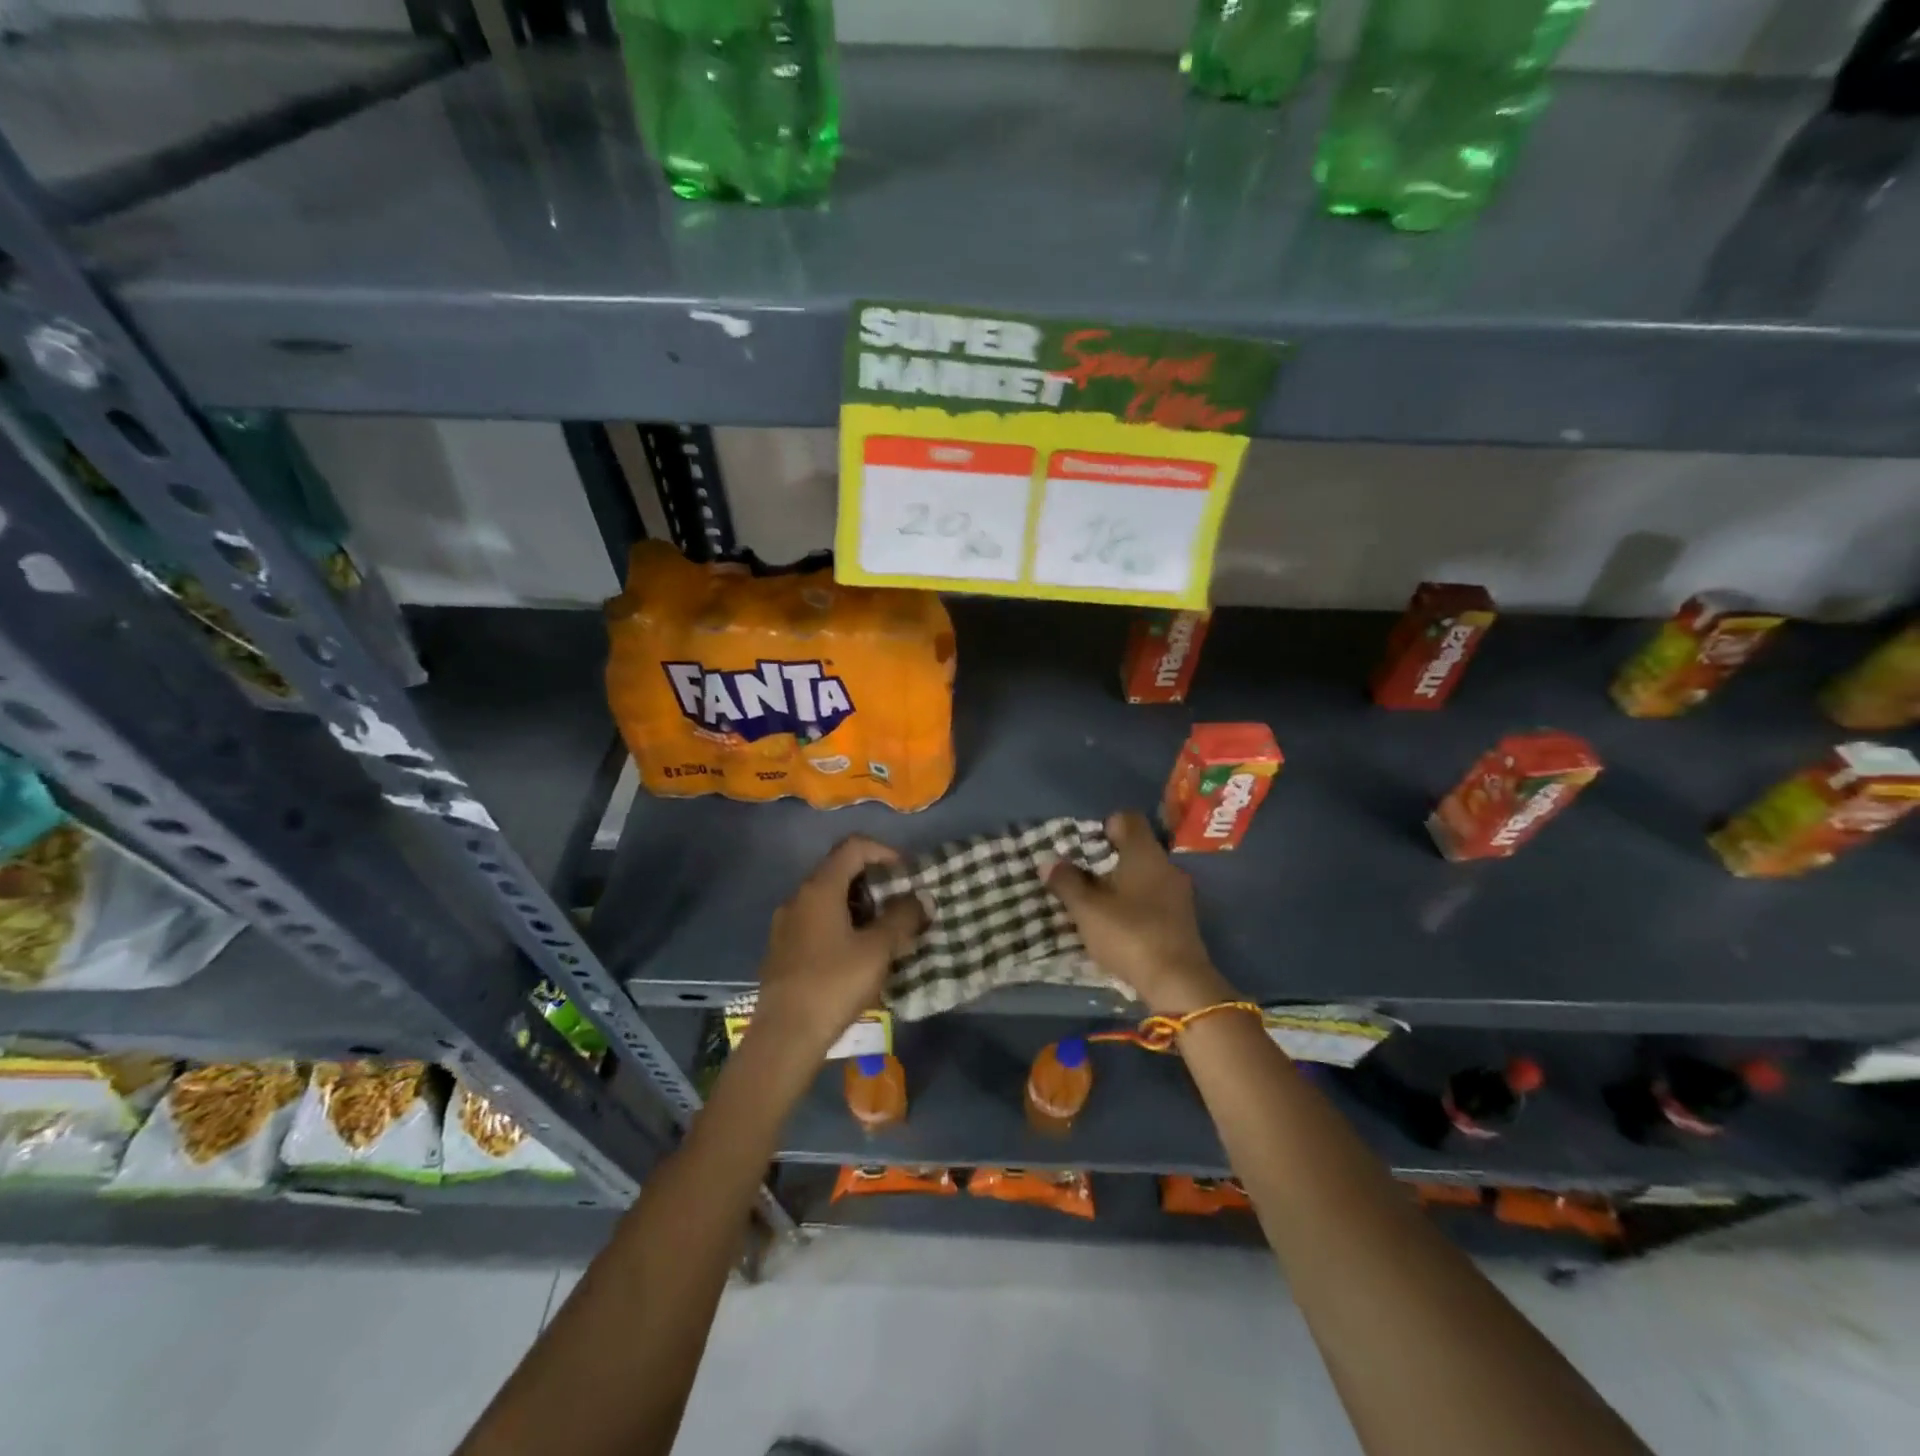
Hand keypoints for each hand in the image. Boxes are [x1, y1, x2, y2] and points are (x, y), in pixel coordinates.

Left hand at [754, 837, 923, 1059]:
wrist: (784, 1037)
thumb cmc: (833, 984)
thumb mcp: (878, 950)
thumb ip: (903, 918)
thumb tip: (921, 899)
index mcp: (819, 888)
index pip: (853, 847)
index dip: (885, 852)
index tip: (907, 876)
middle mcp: (798, 897)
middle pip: (840, 871)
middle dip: (876, 882)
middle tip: (902, 905)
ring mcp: (787, 924)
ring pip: (829, 899)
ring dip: (861, 907)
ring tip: (886, 933)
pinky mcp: (783, 949)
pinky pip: (818, 922)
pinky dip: (843, 925)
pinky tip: (859, 955)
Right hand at [1046, 811, 1231, 1015]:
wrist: (1178, 982)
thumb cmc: (1130, 934)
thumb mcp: (1088, 909)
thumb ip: (1067, 882)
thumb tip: (1049, 862)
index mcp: (1145, 853)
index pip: (1128, 819)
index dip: (1105, 826)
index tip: (1085, 846)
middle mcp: (1166, 866)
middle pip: (1136, 849)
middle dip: (1108, 860)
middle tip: (1082, 877)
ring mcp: (1178, 894)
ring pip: (1145, 876)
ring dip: (1122, 884)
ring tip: (1096, 903)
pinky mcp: (1182, 920)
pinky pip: (1154, 899)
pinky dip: (1136, 904)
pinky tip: (1119, 924)